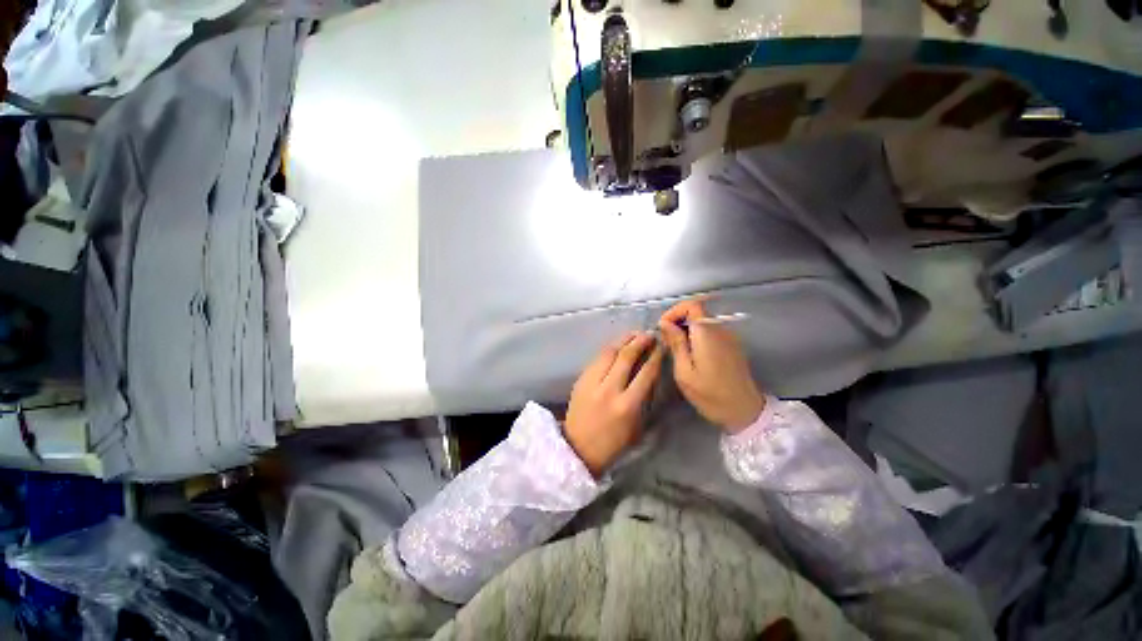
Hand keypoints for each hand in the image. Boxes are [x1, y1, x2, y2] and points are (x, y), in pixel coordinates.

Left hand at [565, 332, 663, 476]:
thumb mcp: (637, 426)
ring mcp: (592, 383)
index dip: (655, 356)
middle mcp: (609, 390)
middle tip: (649, 334)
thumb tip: (650, 371)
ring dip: (623, 340)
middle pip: (626, 356)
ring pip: (609, 352)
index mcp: (627, 406)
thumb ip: (644, 398)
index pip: (646, 373)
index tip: (661, 346)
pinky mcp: (581, 380)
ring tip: (634, 334)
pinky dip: (609, 349)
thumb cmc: (613, 443)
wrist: (578, 448)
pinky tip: (617, 345)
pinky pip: (597, 358)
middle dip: (640, 341)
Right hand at [659, 300, 765, 432]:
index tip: (663, 328)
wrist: (745, 412)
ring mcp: (728, 337)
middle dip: (677, 321)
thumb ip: (675, 343)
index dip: (674, 311)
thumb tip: (665, 323)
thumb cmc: (710, 394)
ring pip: (702, 321)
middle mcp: (720, 329)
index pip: (692, 305)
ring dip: (686, 329)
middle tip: (666, 341)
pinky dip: (696, 336)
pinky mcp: (731, 345)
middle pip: (696, 311)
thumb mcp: (684, 372)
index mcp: (707, 333)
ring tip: (676, 349)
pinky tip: (690, 354)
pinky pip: (710, 331)